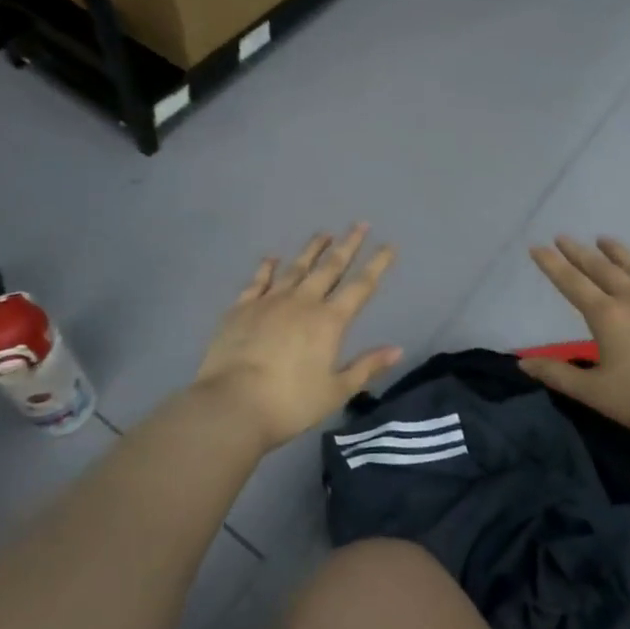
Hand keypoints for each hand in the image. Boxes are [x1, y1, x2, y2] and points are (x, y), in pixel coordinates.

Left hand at [194, 225, 401, 451]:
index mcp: (329, 321)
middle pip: (330, 267)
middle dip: (347, 245)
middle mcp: (302, 302)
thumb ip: (366, 367)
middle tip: (359, 224)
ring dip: (311, 249)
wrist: (232, 404)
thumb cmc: (290, 403)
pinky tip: (271, 257)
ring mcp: (269, 301)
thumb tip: (397, 349)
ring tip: (323, 233)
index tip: (388, 245)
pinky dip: (266, 267)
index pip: (360, 286)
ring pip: (295, 268)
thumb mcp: (336, 391)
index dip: (377, 264)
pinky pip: (258, 281)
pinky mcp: (241, 308)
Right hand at [521, 237, 629, 451]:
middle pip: (602, 269)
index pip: (572, 284)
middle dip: (579, 252)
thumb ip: (557, 375)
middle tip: (564, 237)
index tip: (538, 246)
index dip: (552, 265)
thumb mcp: (595, 393)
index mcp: (607, 317)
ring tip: (604, 238)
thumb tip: (522, 363)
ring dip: (618, 252)